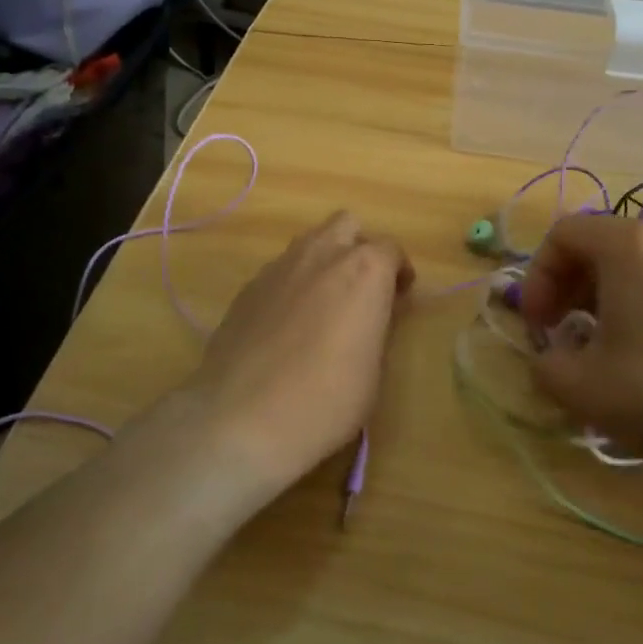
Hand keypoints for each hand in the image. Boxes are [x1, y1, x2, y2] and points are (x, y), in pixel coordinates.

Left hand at [182, 211, 412, 497]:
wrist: (242, 418)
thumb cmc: (326, 399)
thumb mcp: (373, 369)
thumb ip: (377, 325)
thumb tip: (373, 311)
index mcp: (364, 269)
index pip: (391, 249)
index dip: (399, 272)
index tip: (399, 298)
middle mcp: (322, 254)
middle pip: (347, 225)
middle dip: (359, 247)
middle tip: (362, 287)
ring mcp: (279, 266)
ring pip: (310, 242)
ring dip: (324, 260)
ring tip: (324, 302)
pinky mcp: (248, 287)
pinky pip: (280, 270)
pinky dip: (293, 284)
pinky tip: (288, 323)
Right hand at [519, 213, 642, 482]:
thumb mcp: (579, 386)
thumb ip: (543, 363)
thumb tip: (550, 357)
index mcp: (629, 246)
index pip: (563, 233)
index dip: (537, 276)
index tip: (537, 324)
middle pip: (598, 244)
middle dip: (566, 285)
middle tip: (559, 330)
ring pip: (632, 263)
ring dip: (600, 295)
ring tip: (597, 343)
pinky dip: (637, 302)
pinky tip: (641, 349)